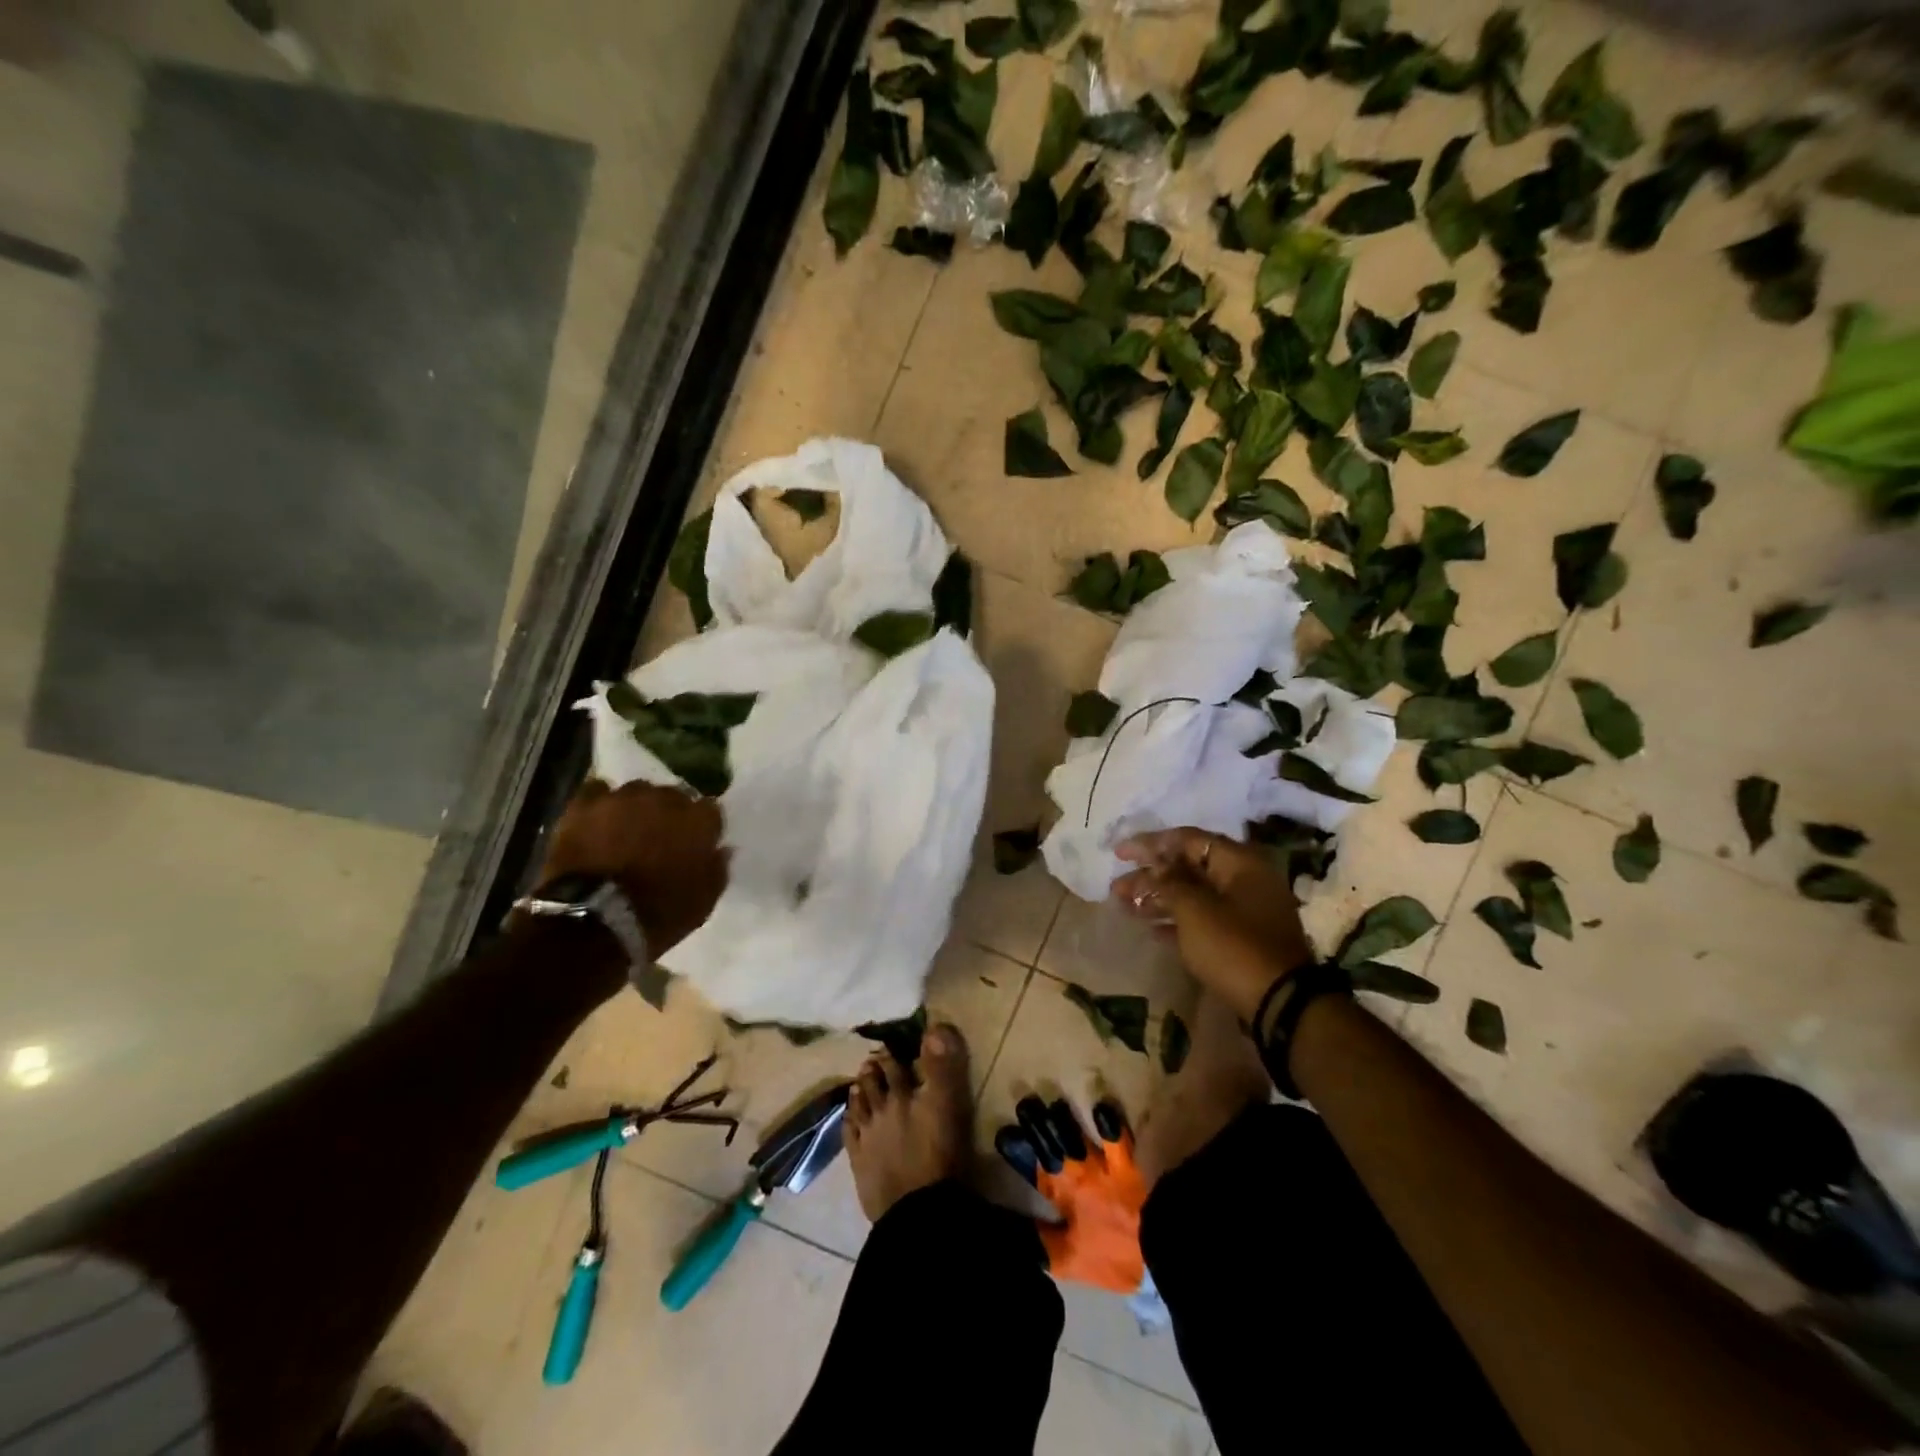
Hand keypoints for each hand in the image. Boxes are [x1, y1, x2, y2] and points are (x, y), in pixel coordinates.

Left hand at [538, 780, 726, 956]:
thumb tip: (723, 849)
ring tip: (627, 828)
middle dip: (670, 813)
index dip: (702, 827)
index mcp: (699, 820)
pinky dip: (600, 802)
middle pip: (674, 796)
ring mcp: (624, 798)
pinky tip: (598, 817)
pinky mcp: (585, 805)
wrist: (595, 919)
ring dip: (636, 807)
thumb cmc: (659, 914)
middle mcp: (665, 799)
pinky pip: (597, 791)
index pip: (710, 810)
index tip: (696, 844)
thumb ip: (717, 869)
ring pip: (637, 791)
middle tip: (660, 838)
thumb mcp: (703, 901)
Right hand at [996, 1097, 1146, 1293]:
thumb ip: (1041, 1243)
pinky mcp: (1127, 1161)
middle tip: (1025, 1104)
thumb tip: (1015, 1232)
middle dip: (1036, 1124)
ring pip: (1078, 1133)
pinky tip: (1102, 1108)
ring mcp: (1103, 1163)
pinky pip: (1116, 1136)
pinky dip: (1109, 1123)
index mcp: (1061, 1194)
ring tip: (1054, 1104)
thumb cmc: (1112, 1256)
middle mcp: (1077, 1171)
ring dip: (1064, 1118)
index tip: (1004, 1133)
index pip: (1033, 1168)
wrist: (1159, 1249)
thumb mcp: (1069, 1261)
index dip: (1017, 1152)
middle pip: (1052, 1142)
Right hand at [1111, 828, 1313, 1022]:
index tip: (1120, 852)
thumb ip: (1168, 882)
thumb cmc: (1233, 946)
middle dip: (1150, 876)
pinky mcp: (1242, 937)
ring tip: (1125, 907)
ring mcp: (1245, 910)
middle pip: (1188, 867)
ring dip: (1159, 898)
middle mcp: (1245, 879)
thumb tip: (1153, 866)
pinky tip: (1150, 929)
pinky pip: (1203, 918)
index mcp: (1239, 862)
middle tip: (1117, 887)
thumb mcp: (1194, 910)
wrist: (1279, 1003)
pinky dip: (1176, 920)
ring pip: (1193, 894)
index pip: (1187, 839)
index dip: (1150, 843)